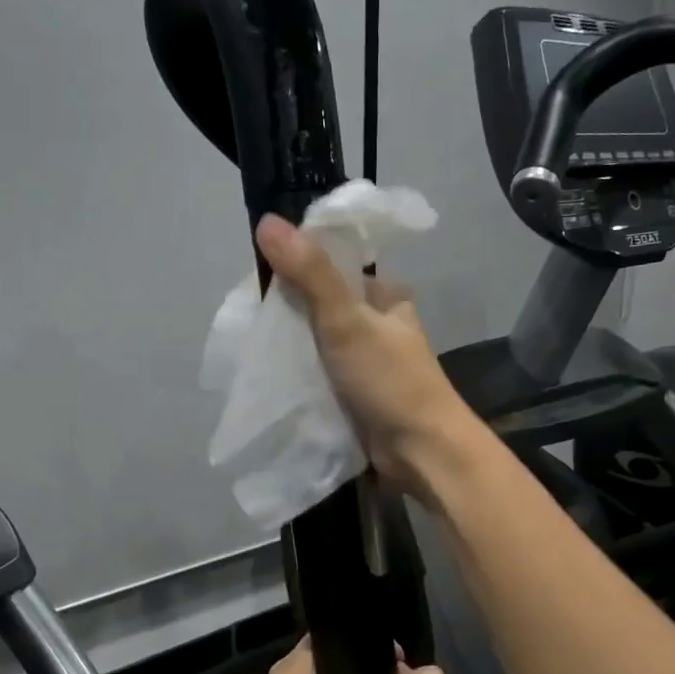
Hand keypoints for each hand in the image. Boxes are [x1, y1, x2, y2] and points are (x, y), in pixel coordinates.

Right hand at [254, 214, 477, 497]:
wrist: (421, 452)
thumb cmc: (390, 380)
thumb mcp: (348, 320)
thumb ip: (310, 273)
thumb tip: (268, 221)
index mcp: (386, 295)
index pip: (336, 265)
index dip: (299, 263)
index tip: (261, 275)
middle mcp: (379, 323)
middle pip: (324, 304)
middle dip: (291, 310)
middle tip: (254, 317)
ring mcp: (368, 360)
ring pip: (320, 341)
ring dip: (294, 344)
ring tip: (255, 344)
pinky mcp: (358, 393)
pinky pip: (321, 373)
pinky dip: (301, 373)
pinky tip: (274, 374)